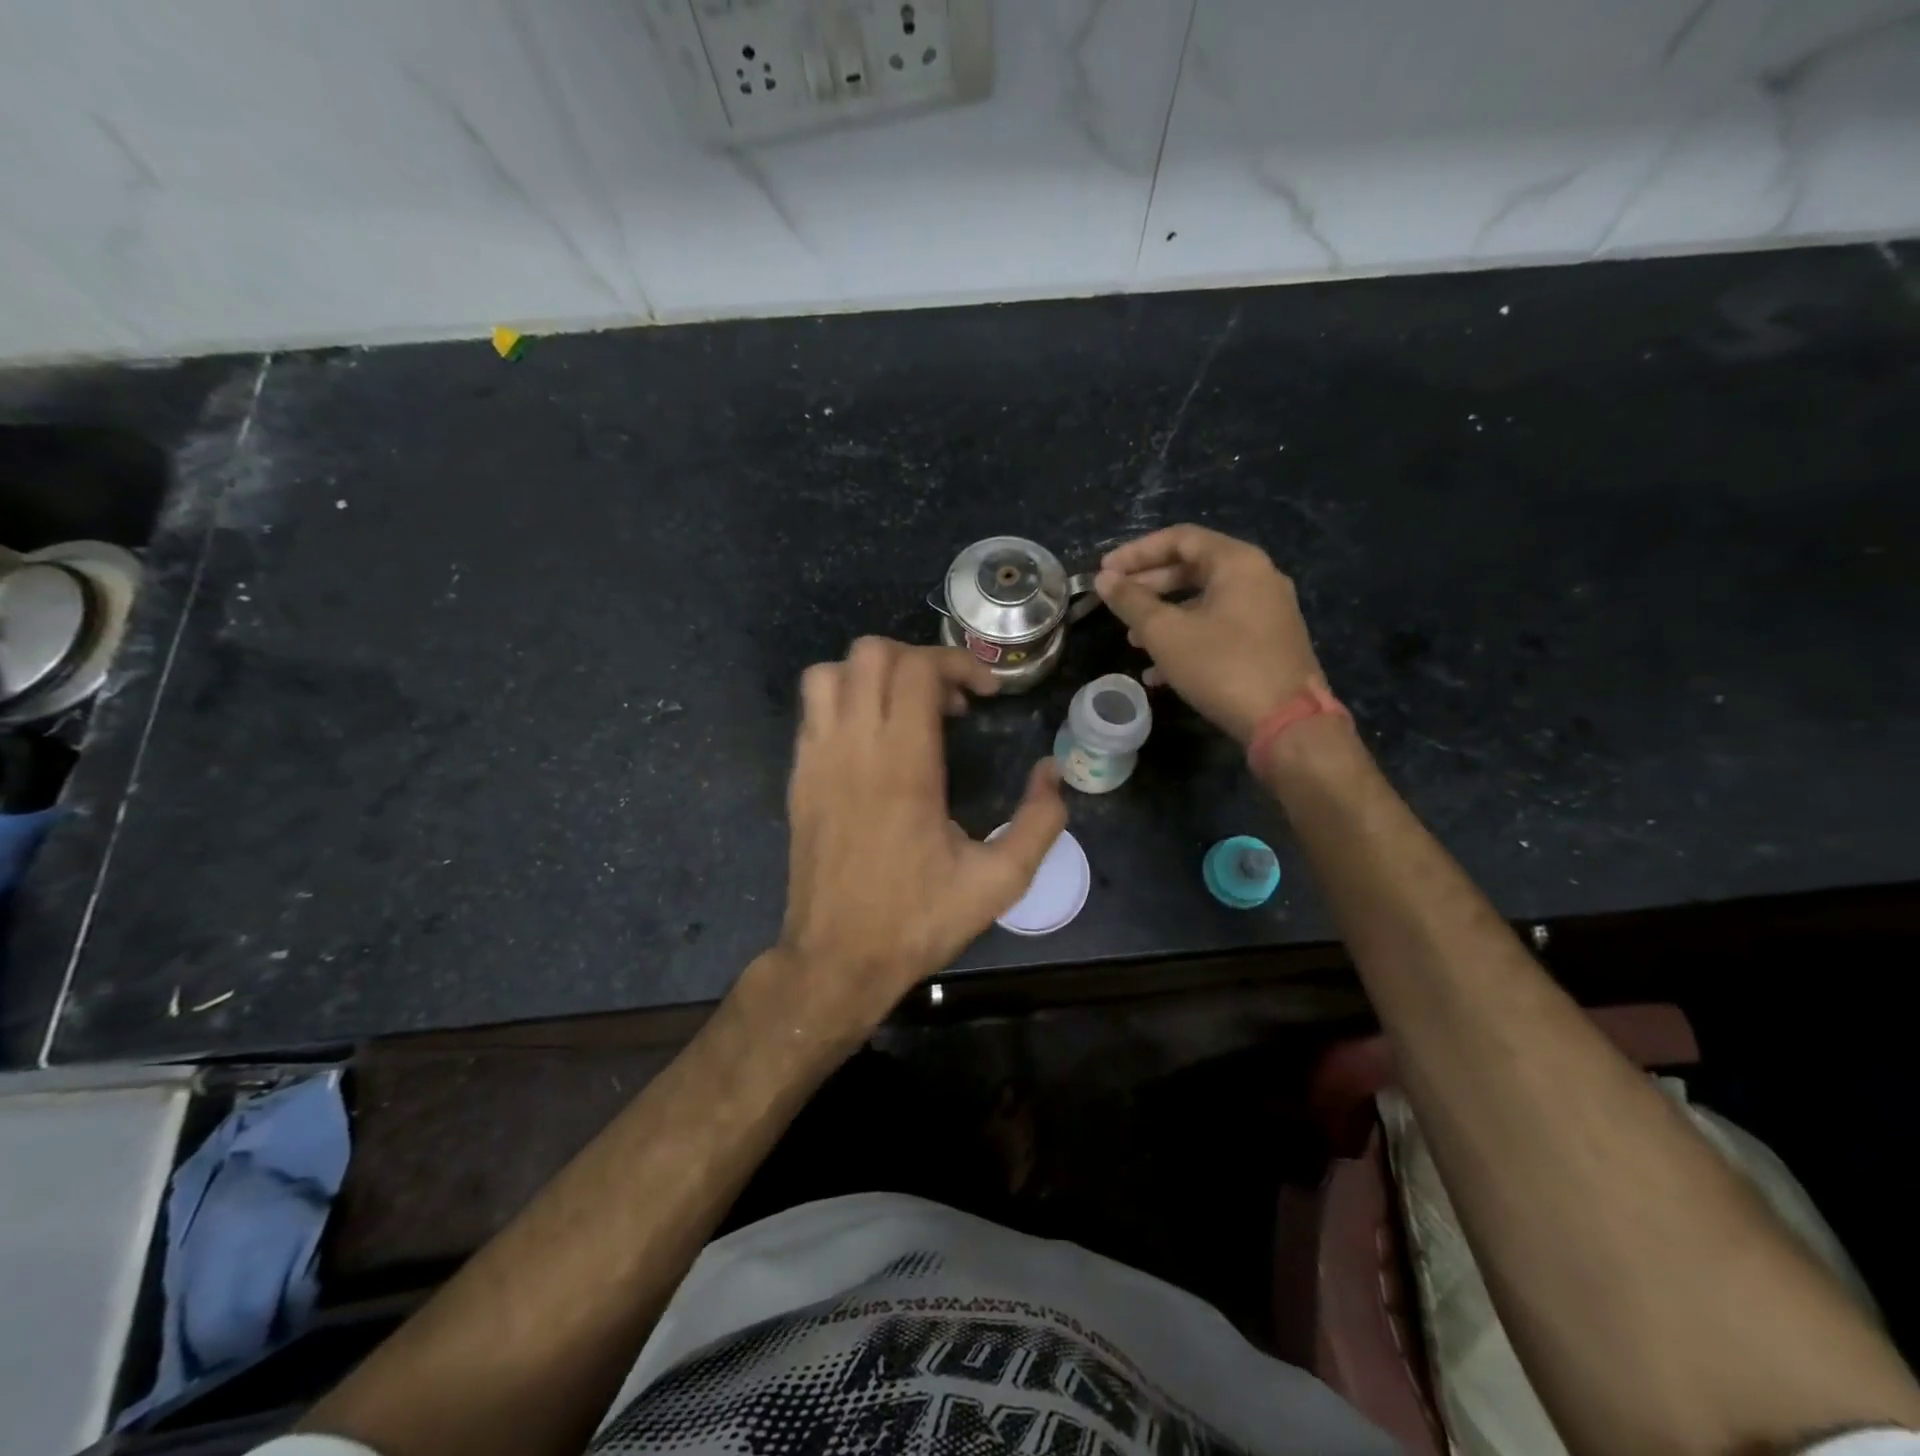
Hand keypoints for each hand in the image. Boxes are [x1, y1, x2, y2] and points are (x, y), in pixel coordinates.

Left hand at [776, 638, 1066, 1026]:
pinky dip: (845, 700)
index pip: (917, 669)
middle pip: (872, 654)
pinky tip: (873, 739)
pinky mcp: (798, 777)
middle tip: (949, 701)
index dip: (958, 664)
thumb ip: (1038, 823)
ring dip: (873, 674)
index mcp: (904, 766)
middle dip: (918, 660)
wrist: (837, 959)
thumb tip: (1053, 774)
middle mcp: (854, 748)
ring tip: (905, 709)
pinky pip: (812, 709)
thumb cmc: (917, 920)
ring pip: (831, 672)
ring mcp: (816, 759)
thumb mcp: (998, 882)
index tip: (984, 695)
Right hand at [1096, 525, 1326, 746]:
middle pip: (1193, 568)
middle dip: (1149, 585)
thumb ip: (1132, 602)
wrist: (1287, 723)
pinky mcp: (1269, 643)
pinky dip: (1188, 638)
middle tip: (1116, 600)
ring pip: (1205, 602)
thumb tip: (1105, 579)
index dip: (1137, 552)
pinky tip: (1159, 672)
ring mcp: (1268, 611)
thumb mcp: (1166, 633)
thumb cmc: (1222, 667)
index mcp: (1237, 562)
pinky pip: (1220, 627)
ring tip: (1133, 640)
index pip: (1180, 539)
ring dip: (1165, 616)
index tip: (1105, 571)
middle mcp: (1258, 577)